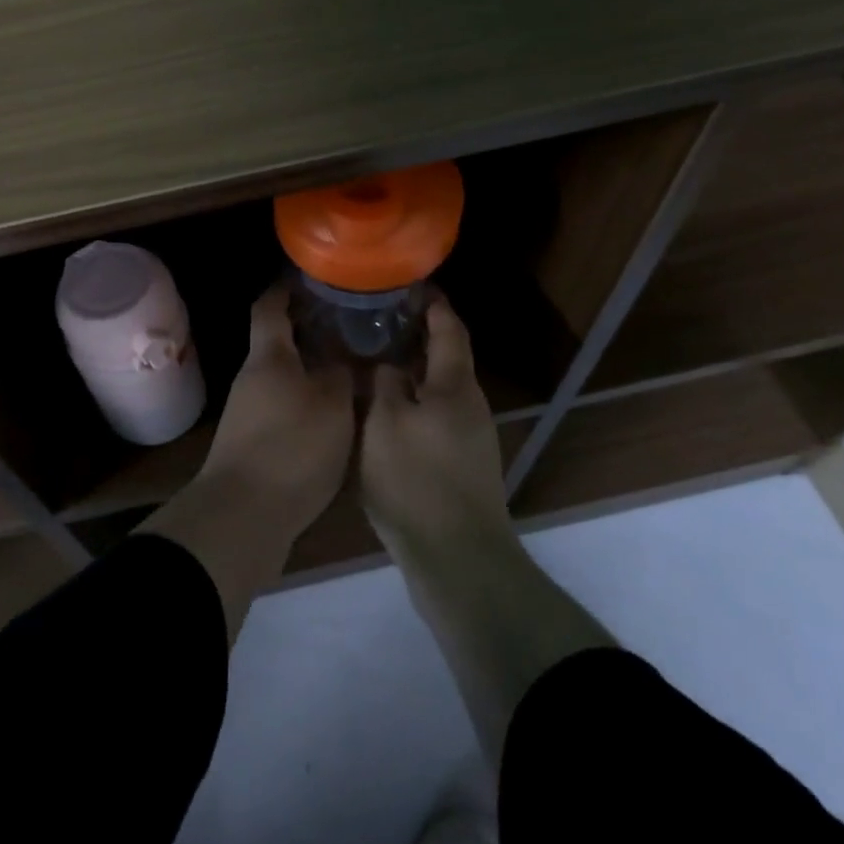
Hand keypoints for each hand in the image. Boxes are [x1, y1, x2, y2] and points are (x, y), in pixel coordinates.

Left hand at [201, 284, 354, 528]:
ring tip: (350, 369)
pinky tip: (333, 414)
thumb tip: (345, 358)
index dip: (285, 288)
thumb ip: (342, 375)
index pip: (269, 307)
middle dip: (309, 332)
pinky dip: (306, 401)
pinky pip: (283, 407)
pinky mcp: (252, 443)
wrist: (243, 514)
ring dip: (310, 369)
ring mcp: (248, 412)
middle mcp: (252, 378)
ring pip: (283, 377)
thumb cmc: (291, 447)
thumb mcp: (332, 406)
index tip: (309, 278)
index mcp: (268, 357)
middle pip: (278, 343)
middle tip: (349, 326)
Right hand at [360, 296, 511, 560]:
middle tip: (378, 321)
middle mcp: (469, 406)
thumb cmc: (416, 480)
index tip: (411, 285)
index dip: (434, 304)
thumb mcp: (384, 424)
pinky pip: (434, 416)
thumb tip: (387, 365)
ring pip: (438, 389)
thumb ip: (384, 385)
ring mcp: (469, 438)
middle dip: (417, 336)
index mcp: (454, 387)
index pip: (449, 330)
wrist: (457, 558)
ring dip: (412, 371)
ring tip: (374, 360)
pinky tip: (384, 411)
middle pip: (446, 359)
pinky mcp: (460, 465)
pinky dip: (412, 402)